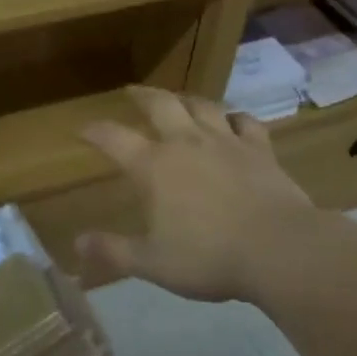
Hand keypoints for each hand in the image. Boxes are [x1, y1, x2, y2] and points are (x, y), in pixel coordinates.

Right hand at [77, 87, 316, 302]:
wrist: (279, 250)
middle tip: (132, 92)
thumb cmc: (209, 258)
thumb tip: (77, 243)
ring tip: (178, 99)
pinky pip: (245, 121)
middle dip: (142, 95)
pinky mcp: (259, 149)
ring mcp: (226, 141)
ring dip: (186, 99)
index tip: (82, 130)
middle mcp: (186, 143)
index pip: (114, 139)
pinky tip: (233, 120)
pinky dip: (235, 117)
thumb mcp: (152, 263)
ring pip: (202, 105)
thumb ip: (114, 251)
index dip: (94, 132)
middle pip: (160, 105)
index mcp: (154, 166)